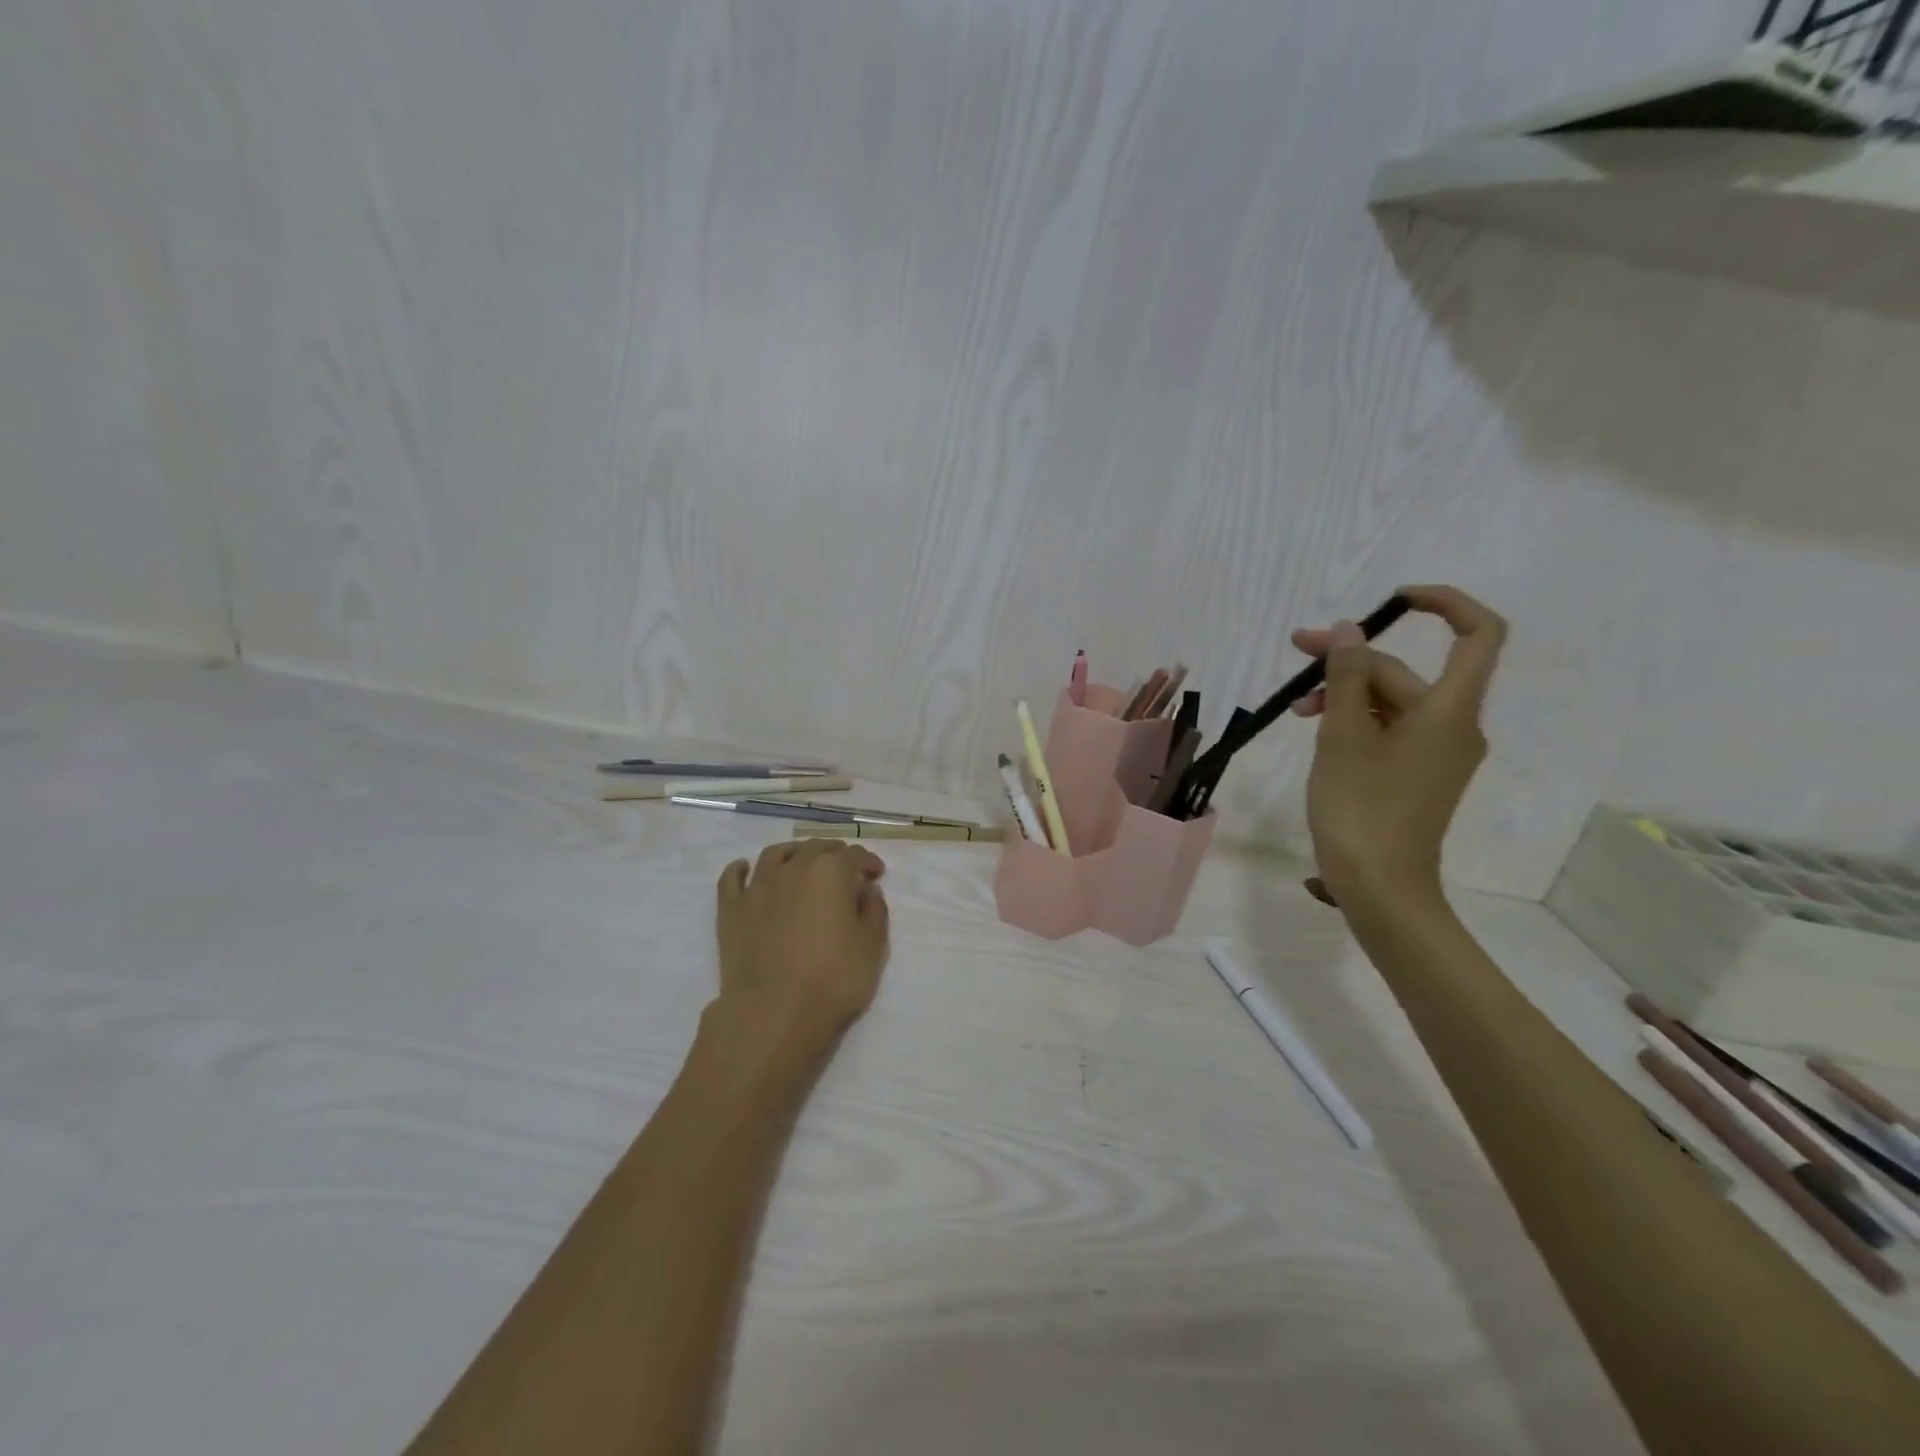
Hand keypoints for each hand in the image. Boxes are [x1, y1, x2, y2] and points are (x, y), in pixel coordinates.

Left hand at [711, 840, 890, 1063]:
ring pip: (775, 854)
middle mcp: (793, 868)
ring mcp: (757, 887)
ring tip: (800, 862)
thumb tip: (867, 890)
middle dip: (833, 854)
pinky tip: (745, 868)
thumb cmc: (833, 979)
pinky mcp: (730, 909)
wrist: (773, 1012)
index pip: (854, 855)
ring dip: (793, 853)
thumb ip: (874, 911)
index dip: (868, 862)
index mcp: (831, 872)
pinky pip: (732, 877)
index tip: (876, 874)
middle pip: (815, 848)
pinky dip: (740, 868)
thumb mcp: (873, 947)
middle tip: (844, 868)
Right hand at [1289, 585, 1505, 908]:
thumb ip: (1345, 677)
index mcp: (1448, 710)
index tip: (1393, 601)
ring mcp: (1437, 754)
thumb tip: (1347, 631)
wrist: (1380, 887)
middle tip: (1297, 652)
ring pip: (1392, 703)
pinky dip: (1356, 721)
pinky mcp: (1418, 776)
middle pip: (1406, 673)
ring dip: (1345, 693)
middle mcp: (1453, 726)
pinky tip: (1317, 728)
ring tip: (1295, 707)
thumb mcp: (1342, 735)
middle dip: (1352, 659)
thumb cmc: (1361, 807)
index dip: (1444, 604)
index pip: (1477, 634)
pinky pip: (1390, 730)